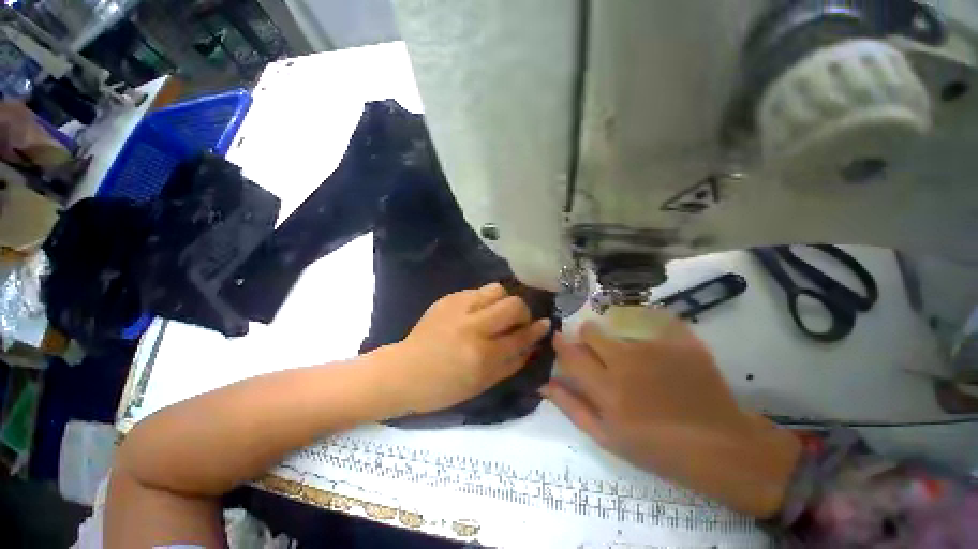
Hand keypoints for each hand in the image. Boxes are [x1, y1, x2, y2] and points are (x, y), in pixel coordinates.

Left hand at [391, 283, 550, 414]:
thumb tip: (532, 345)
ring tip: (497, 313)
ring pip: (497, 289)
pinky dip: (485, 300)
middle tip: (517, 321)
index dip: (536, 330)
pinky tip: (477, 312)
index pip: (520, 336)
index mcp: (482, 355)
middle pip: (513, 305)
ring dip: (504, 301)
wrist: (404, 371)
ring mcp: (458, 308)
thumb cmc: (443, 387)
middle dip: (523, 312)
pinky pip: (477, 291)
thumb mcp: (482, 384)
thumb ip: (511, 364)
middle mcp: (473, 327)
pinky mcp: (448, 299)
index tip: (545, 324)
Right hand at [544, 318, 800, 517]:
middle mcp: (627, 362)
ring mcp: (656, 348)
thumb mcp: (607, 437)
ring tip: (636, 357)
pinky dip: (649, 331)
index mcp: (606, 390)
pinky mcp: (682, 341)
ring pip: (619, 327)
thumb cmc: (658, 448)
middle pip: (591, 331)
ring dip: (618, 338)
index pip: (570, 353)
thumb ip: (571, 406)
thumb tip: (544, 383)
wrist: (720, 446)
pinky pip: (654, 321)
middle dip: (588, 336)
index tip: (559, 339)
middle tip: (599, 351)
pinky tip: (658, 349)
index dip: (561, 343)